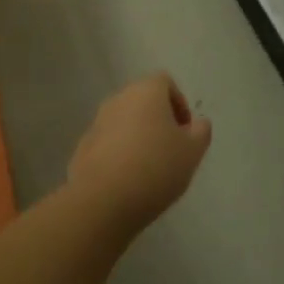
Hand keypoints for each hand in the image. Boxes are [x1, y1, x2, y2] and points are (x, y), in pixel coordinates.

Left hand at [67, 73, 212, 230]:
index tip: (185, 131)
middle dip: (158, 120)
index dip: (179, 103)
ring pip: (124, 122)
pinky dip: (119, 154)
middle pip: (143, 101)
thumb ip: (201, 132)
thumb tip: (197, 124)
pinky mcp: (83, 148)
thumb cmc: (156, 167)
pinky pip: (108, 144)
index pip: (165, 82)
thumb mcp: (193, 151)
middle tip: (171, 149)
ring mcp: (97, 123)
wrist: (104, 200)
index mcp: (146, 92)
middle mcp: (118, 99)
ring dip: (138, 137)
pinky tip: (127, 180)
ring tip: (150, 169)